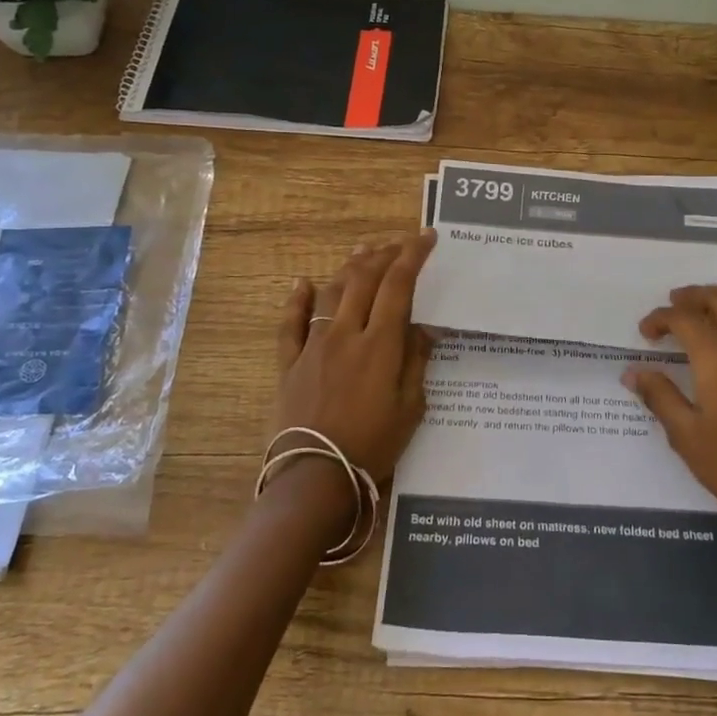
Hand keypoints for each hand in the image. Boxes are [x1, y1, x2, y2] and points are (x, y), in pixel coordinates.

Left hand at [270, 231, 436, 489]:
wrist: (316, 477)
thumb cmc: (373, 446)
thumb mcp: (411, 408)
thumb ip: (417, 362)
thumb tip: (425, 327)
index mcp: (380, 345)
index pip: (398, 286)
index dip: (413, 256)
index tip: (426, 238)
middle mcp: (346, 334)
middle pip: (364, 280)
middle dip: (385, 254)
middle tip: (400, 242)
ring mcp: (313, 346)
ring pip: (331, 293)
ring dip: (349, 268)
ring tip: (363, 253)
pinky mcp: (290, 363)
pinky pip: (290, 324)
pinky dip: (296, 300)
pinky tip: (302, 282)